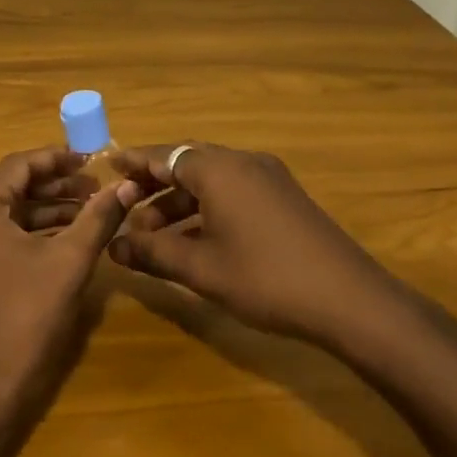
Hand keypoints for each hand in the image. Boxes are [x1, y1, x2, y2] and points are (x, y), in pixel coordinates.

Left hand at [0, 148, 135, 427]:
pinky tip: (68, 235)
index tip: (92, 159)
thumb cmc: (28, 315)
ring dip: (47, 208)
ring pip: (7, 213)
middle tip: (96, 186)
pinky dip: (32, 232)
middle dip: (55, 185)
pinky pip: (0, 235)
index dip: (57, 159)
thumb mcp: (69, 261)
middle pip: (11, 187)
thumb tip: (127, 186)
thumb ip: (98, 217)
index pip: (17, 166)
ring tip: (91, 208)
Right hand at [108, 143, 414, 350]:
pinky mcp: (284, 199)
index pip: (163, 155)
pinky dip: (205, 209)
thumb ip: (151, 253)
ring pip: (210, 181)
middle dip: (153, 186)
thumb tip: (112, 246)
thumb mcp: (200, 268)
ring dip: (179, 203)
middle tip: (124, 206)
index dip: (133, 163)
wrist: (350, 301)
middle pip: (186, 164)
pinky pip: (232, 192)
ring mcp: (269, 180)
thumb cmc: (265, 278)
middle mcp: (243, 163)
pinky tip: (192, 240)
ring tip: (152, 235)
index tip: (106, 167)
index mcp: (218, 169)